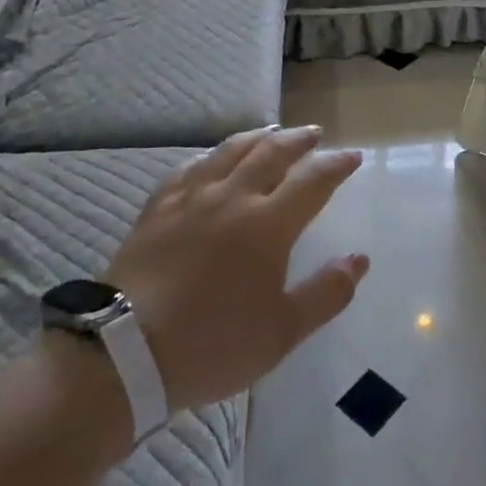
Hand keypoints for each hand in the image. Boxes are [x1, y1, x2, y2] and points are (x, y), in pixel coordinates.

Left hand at [106, 126, 368, 413]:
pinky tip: (210, 159)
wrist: (126, 353)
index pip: (312, 181)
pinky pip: (187, 170)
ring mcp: (190, 200)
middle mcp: (232, 198)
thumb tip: (359, 259)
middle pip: (271, 154)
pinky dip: (208, 157)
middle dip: (298, 140)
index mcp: (268, 225)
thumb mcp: (282, 331)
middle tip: (314, 133)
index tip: (352, 156)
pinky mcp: (157, 210)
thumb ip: (326, 293)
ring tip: (271, 132)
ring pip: (229, 152)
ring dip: (256, 138)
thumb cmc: (213, 344)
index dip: (336, 165)